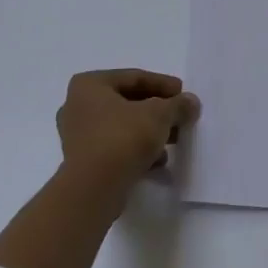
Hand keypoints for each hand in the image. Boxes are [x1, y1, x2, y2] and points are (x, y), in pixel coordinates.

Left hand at [56, 68, 199, 195]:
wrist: (93, 190)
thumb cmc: (123, 138)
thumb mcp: (159, 115)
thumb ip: (177, 105)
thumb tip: (191, 102)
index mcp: (89, 85)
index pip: (134, 77)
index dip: (163, 85)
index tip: (184, 94)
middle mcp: (76, 106)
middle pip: (127, 102)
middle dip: (157, 111)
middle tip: (180, 117)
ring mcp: (76, 136)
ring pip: (121, 126)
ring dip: (149, 132)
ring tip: (174, 141)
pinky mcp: (82, 162)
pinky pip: (114, 147)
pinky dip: (136, 151)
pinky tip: (158, 162)